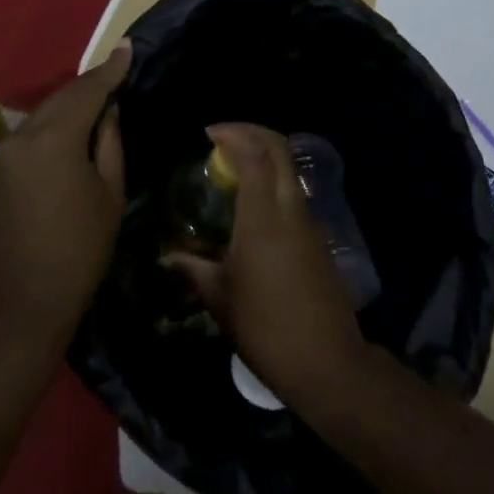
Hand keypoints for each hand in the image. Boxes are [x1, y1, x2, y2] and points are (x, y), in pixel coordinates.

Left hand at [0, 46, 129, 352]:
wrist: (14, 313)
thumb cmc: (77, 255)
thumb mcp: (109, 197)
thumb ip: (110, 145)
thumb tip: (109, 111)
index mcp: (54, 139)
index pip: (87, 91)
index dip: (110, 70)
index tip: (127, 47)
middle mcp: (21, 138)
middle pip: (60, 99)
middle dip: (89, 86)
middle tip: (115, 74)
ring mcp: (0, 157)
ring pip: (41, 117)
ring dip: (68, 107)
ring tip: (96, 105)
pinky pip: (27, 138)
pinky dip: (50, 129)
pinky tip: (66, 137)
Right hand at [166, 123, 367, 407]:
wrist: (326, 361)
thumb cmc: (265, 328)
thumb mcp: (220, 299)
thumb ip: (193, 270)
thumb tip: (168, 257)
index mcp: (263, 216)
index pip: (254, 154)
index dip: (233, 134)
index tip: (209, 133)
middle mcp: (290, 207)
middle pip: (279, 148)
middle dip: (252, 132)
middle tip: (223, 136)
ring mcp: (309, 220)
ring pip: (290, 168)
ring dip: (265, 153)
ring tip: (235, 165)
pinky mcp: (318, 236)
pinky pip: (294, 190)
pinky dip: (275, 178)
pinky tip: (255, 199)